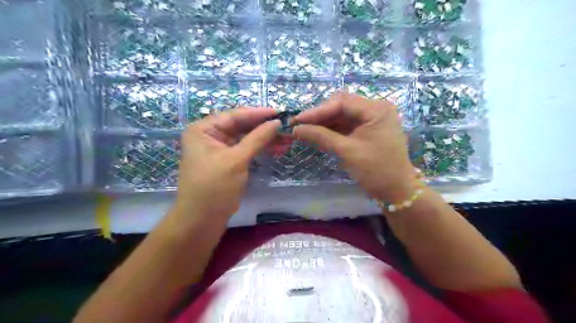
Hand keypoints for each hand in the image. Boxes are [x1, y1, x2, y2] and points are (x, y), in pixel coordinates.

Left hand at [178, 110, 281, 219]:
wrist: (203, 219)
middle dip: (264, 128)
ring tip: (287, 139)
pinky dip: (261, 149)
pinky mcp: (229, 161)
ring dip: (266, 139)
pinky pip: (247, 150)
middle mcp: (210, 135)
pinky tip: (278, 148)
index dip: (258, 113)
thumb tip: (277, 122)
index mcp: (204, 129)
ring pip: (247, 138)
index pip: (235, 115)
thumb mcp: (236, 159)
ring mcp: (220, 149)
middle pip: (242, 126)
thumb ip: (257, 138)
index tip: (280, 112)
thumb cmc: (214, 186)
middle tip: (287, 127)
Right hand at [295, 92, 416, 201]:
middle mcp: (376, 109)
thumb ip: (321, 136)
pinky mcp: (369, 130)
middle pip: (342, 106)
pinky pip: (348, 125)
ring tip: (305, 131)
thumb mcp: (347, 151)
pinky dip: (333, 130)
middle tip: (300, 125)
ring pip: (343, 116)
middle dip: (320, 116)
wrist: (397, 191)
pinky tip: (318, 135)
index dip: (317, 111)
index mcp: (376, 109)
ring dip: (325, 123)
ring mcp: (373, 119)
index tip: (297, 120)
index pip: (342, 102)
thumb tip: (296, 129)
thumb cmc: (376, 170)